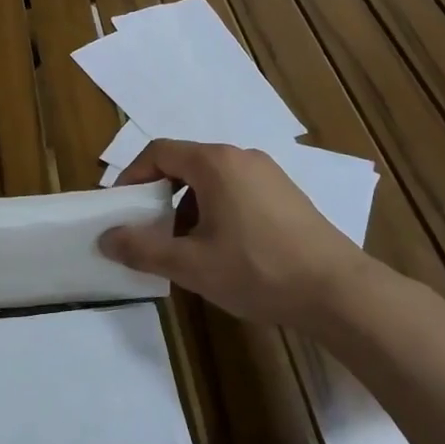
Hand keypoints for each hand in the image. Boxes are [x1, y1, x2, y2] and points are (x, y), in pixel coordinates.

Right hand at [101, 140, 403, 331]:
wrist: (338, 291)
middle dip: (159, 194)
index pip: (158, 152)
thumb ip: (143, 248)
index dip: (132, 176)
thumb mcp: (191, 264)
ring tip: (184, 245)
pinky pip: (236, 189)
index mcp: (214, 163)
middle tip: (148, 228)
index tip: (121, 208)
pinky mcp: (286, 193)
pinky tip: (222, 247)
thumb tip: (106, 238)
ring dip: (187, 204)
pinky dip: (215, 208)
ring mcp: (268, 173)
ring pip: (211, 178)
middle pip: (184, 163)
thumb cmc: (258, 270)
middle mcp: (241, 156)